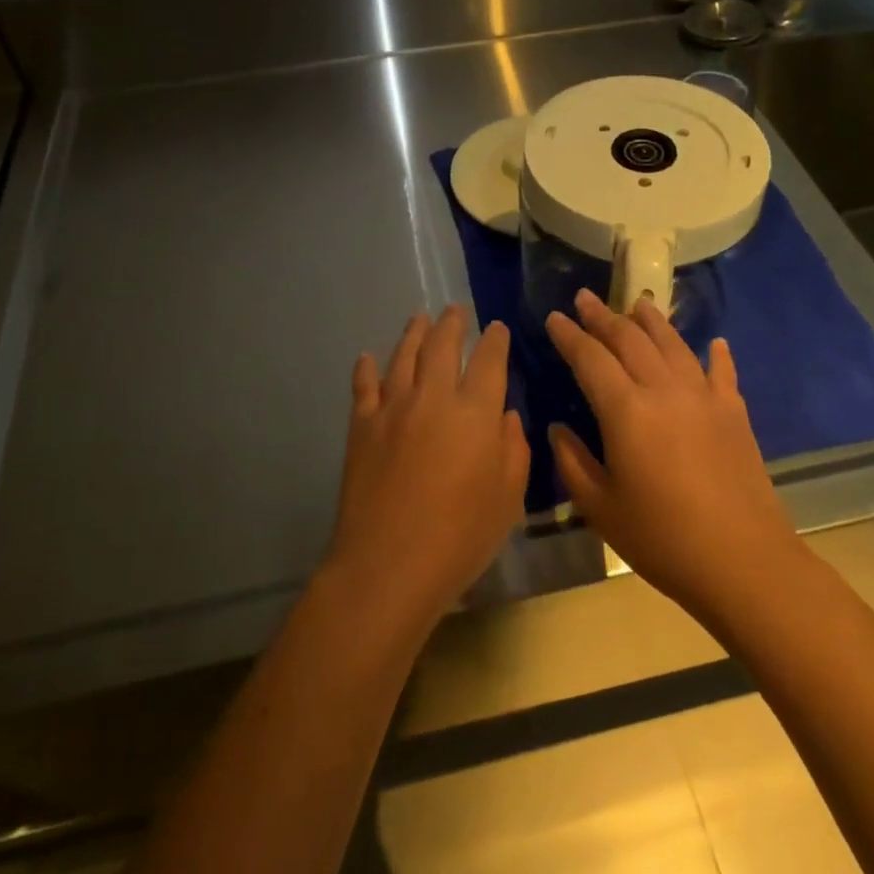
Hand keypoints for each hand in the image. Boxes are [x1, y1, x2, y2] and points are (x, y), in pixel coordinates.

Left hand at [326, 306, 529, 625]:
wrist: (389, 563)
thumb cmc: (461, 536)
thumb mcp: (507, 497)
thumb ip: (512, 449)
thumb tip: (505, 416)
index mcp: (475, 413)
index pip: (489, 360)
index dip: (495, 340)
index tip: (496, 328)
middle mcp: (433, 397)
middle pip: (442, 345)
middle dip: (452, 323)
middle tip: (455, 310)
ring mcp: (392, 408)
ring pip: (403, 356)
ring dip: (413, 333)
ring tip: (419, 319)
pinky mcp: (361, 426)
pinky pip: (363, 386)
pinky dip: (366, 368)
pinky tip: (366, 358)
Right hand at [546, 290, 797, 625]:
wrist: (743, 561)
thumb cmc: (662, 539)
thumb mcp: (600, 507)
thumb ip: (572, 461)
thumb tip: (558, 428)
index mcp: (626, 410)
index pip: (590, 358)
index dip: (569, 335)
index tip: (553, 317)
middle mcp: (664, 390)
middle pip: (629, 339)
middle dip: (603, 316)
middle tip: (585, 298)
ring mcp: (704, 397)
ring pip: (673, 344)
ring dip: (651, 321)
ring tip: (637, 303)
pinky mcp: (734, 413)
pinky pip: (721, 372)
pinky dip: (716, 354)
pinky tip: (715, 343)